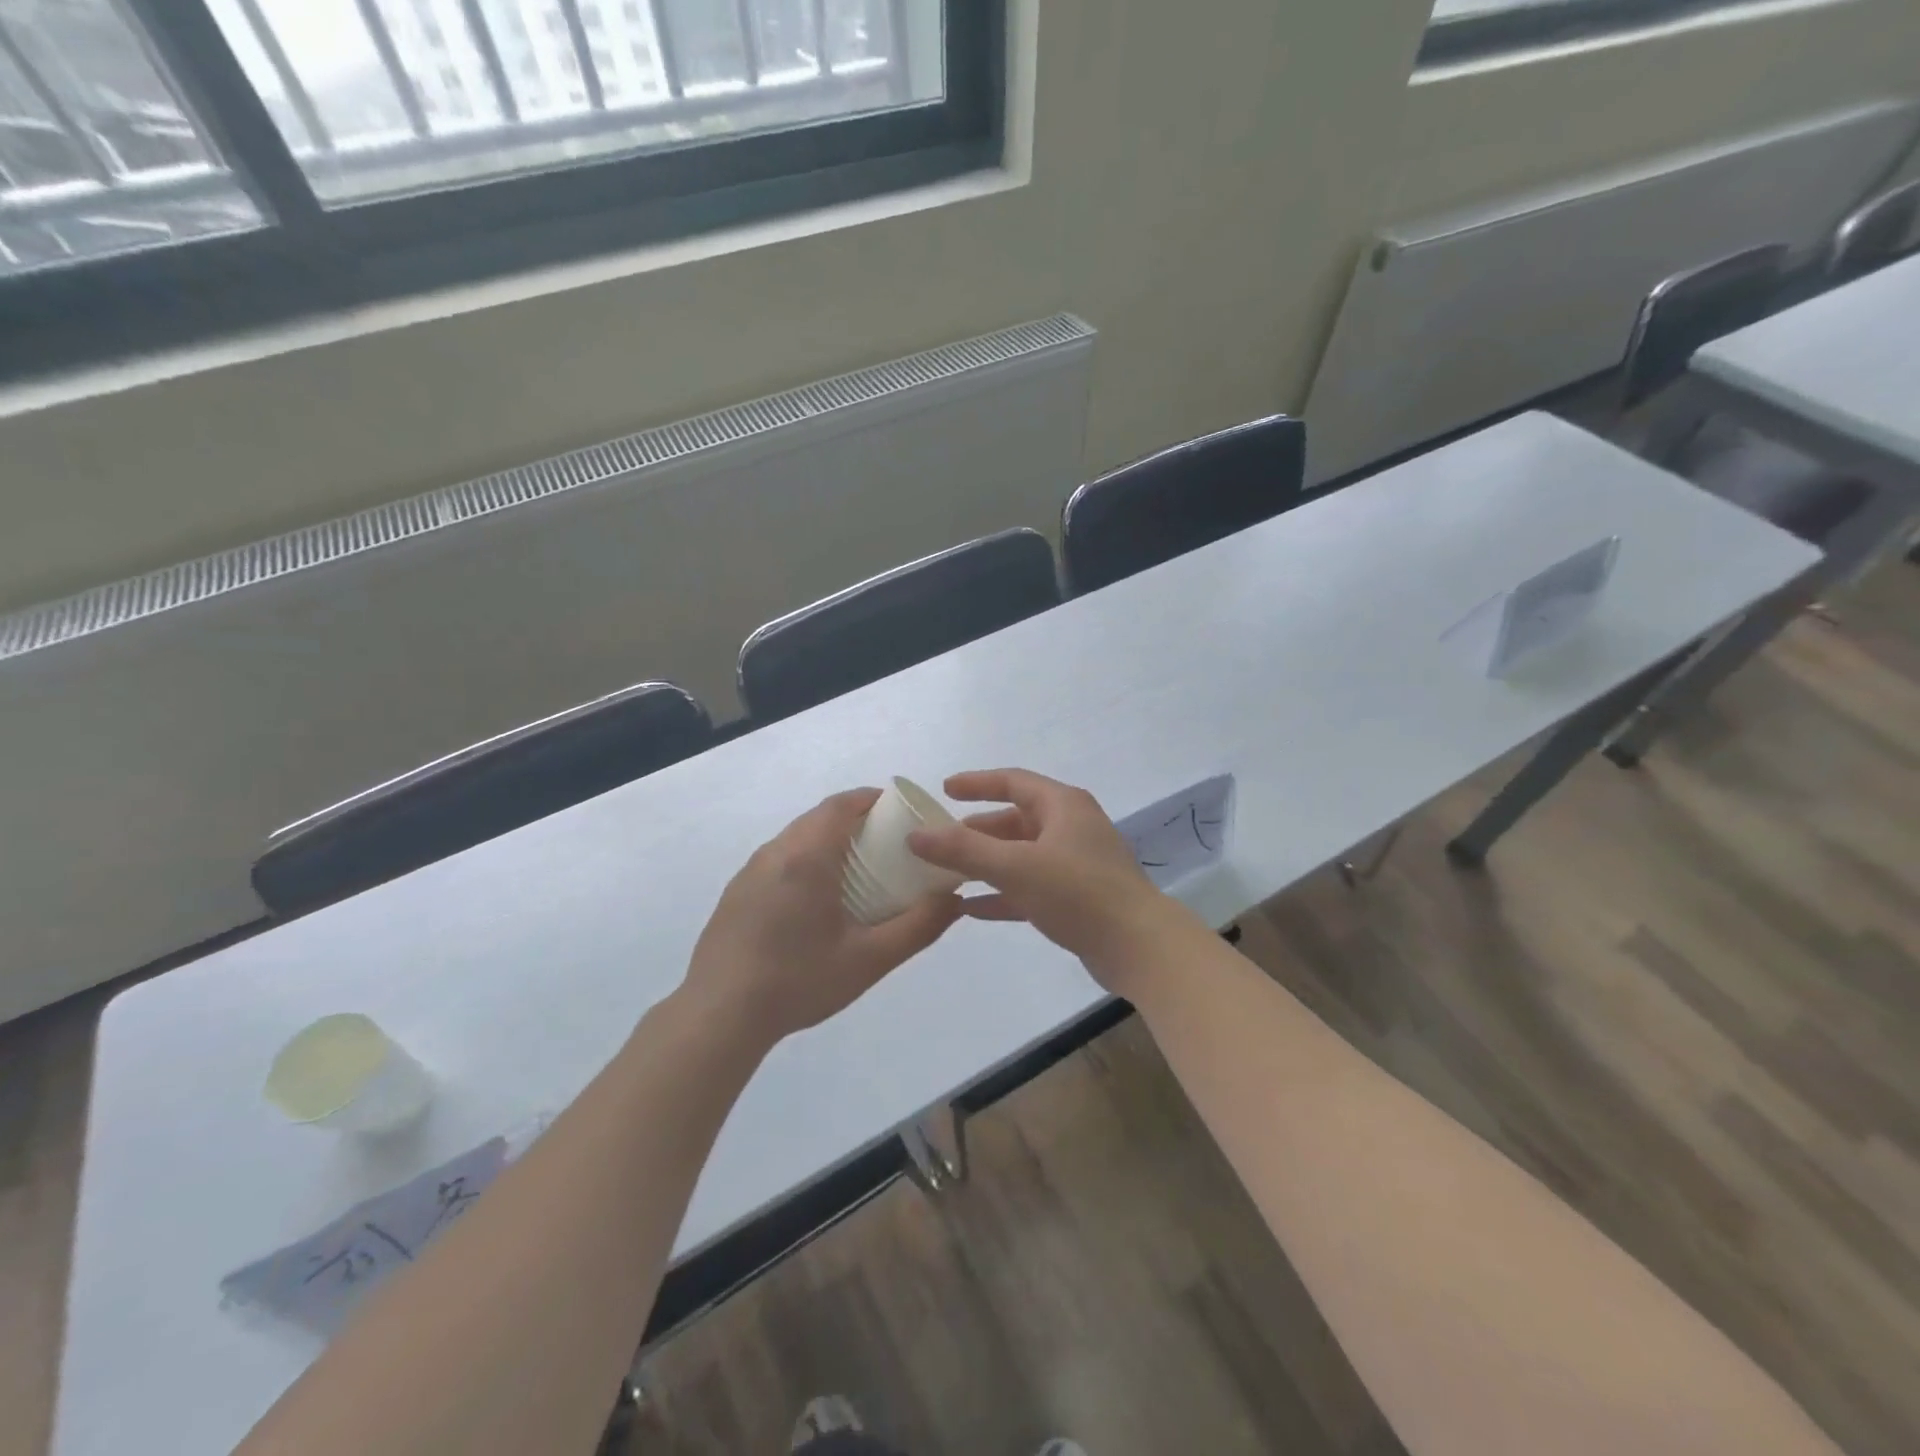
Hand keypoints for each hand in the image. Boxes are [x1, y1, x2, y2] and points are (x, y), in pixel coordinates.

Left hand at [684, 789, 961, 1046]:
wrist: (719, 1015)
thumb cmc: (799, 981)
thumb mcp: (870, 959)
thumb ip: (918, 926)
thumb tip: (954, 900)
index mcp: (807, 857)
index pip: (840, 805)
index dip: (870, 798)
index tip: (897, 809)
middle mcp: (775, 852)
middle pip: (818, 818)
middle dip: (853, 820)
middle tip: (885, 843)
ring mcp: (749, 872)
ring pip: (795, 838)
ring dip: (826, 840)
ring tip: (854, 870)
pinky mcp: (735, 893)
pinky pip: (777, 860)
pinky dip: (803, 861)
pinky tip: (813, 901)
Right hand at [906, 769, 1187, 988]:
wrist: (1138, 946)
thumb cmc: (1077, 892)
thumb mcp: (1015, 866)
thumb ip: (963, 850)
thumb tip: (915, 835)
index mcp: (1062, 806)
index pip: (1012, 781)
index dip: (976, 783)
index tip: (944, 790)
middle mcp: (1070, 827)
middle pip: (1015, 820)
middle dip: (976, 831)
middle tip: (940, 841)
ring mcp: (1075, 864)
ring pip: (1021, 855)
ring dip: (986, 863)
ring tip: (948, 874)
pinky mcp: (1076, 897)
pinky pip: (1030, 886)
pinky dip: (1002, 892)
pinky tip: (971, 908)